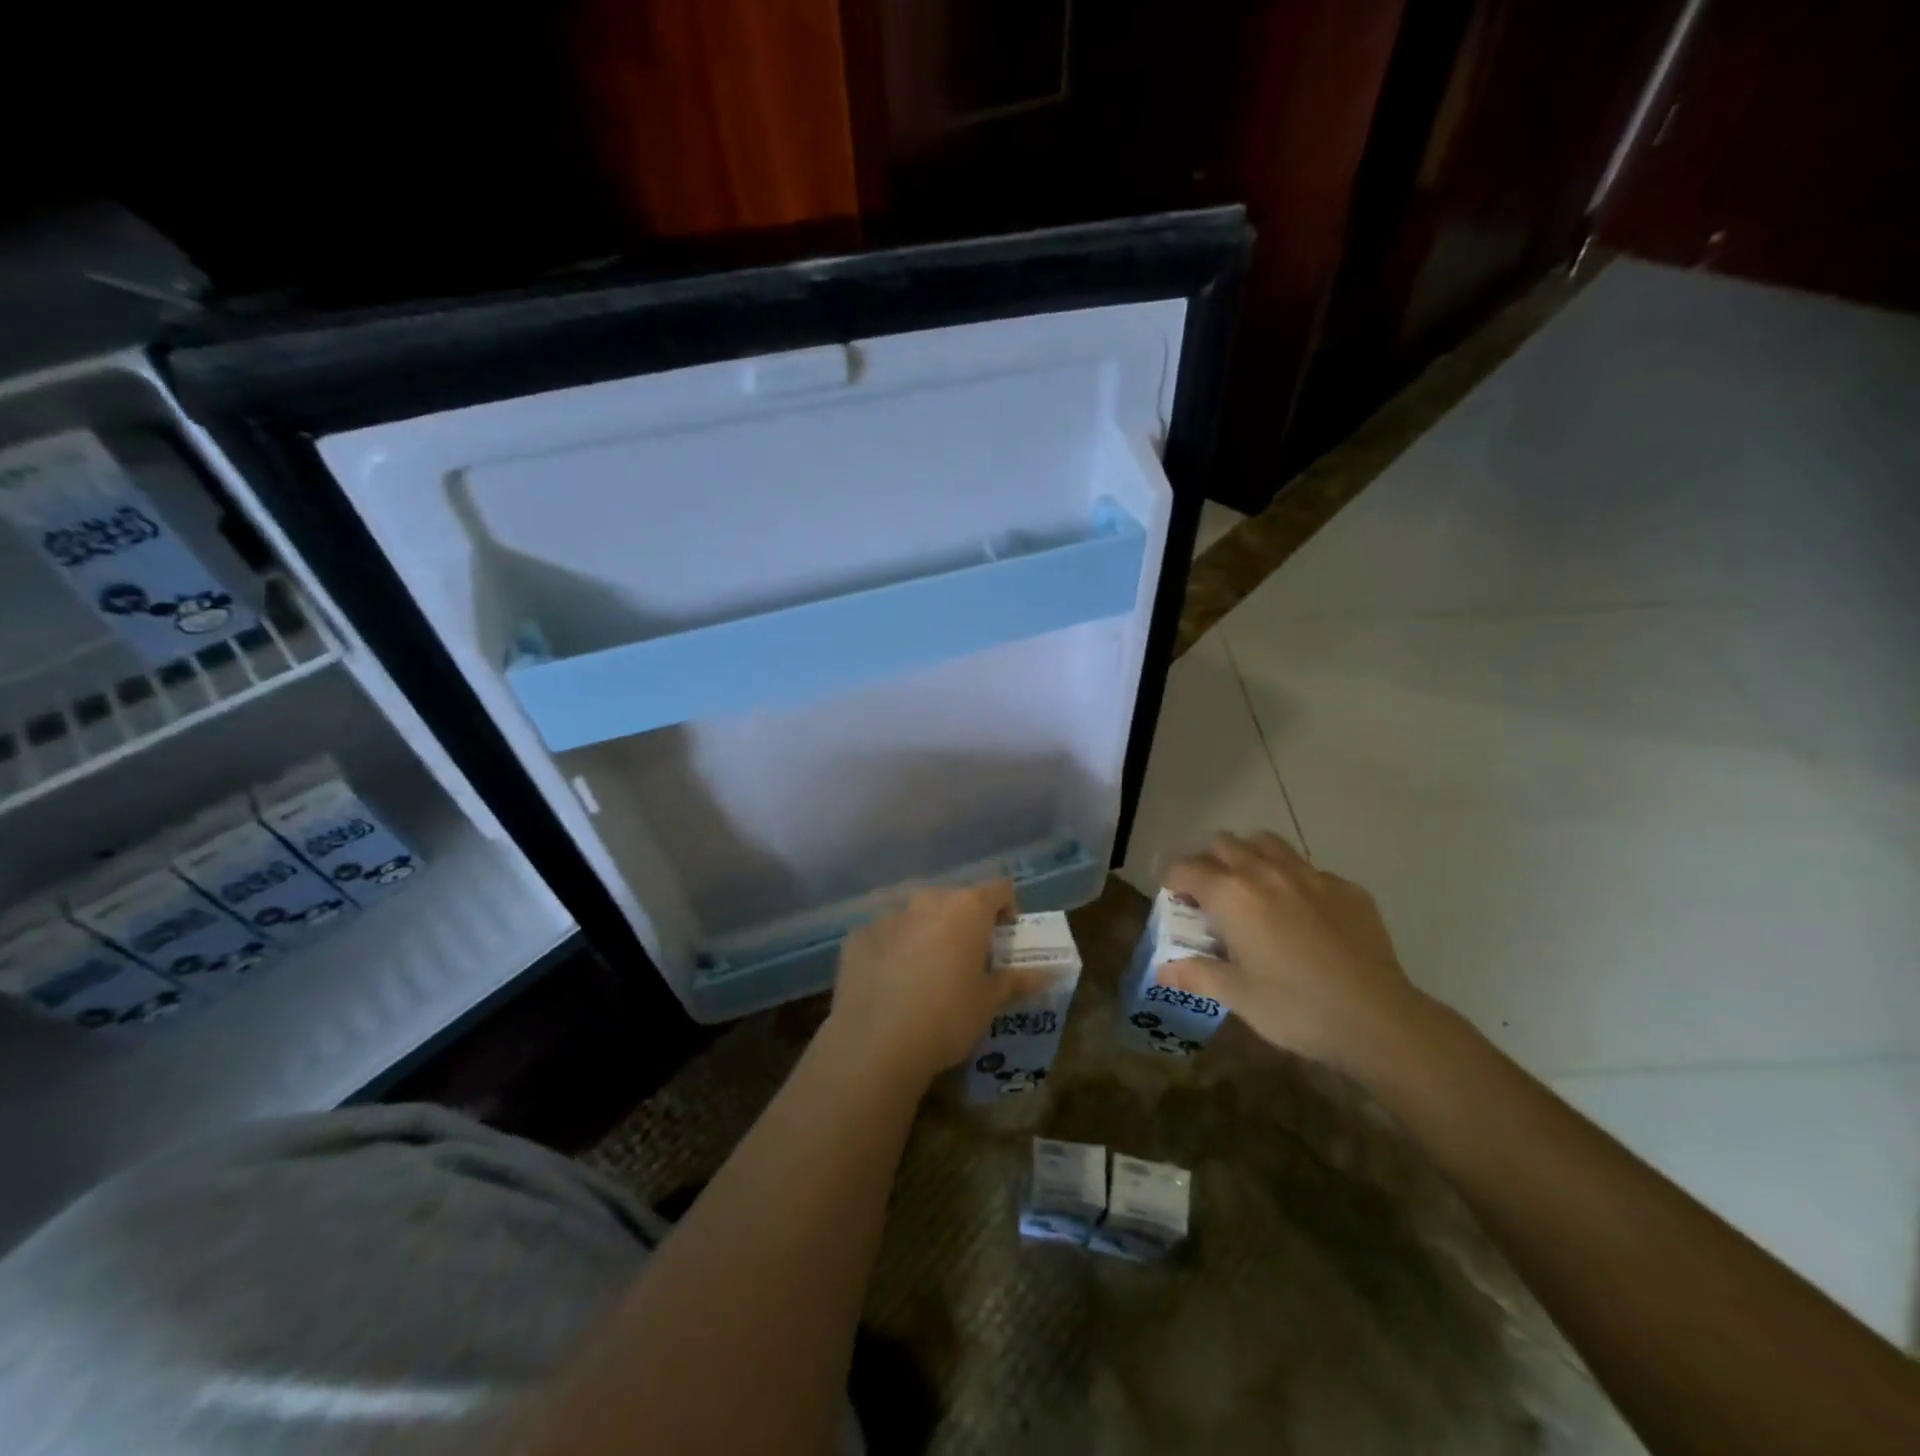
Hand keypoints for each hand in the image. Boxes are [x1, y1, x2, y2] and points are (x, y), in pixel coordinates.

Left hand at [825, 881, 1046, 1088]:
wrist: (876, 1042)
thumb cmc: (948, 1016)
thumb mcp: (989, 1002)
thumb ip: (1016, 981)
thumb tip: (1046, 975)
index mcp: (966, 908)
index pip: (998, 889)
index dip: (1007, 908)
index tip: (1006, 936)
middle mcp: (927, 900)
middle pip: (954, 900)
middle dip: (963, 923)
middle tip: (966, 959)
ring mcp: (888, 915)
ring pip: (915, 916)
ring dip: (925, 933)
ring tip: (924, 972)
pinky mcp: (857, 936)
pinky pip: (883, 935)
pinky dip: (891, 949)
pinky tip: (889, 983)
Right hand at [1161, 832, 1426, 1075]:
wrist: (1377, 1019)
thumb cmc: (1295, 1008)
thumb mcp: (1236, 996)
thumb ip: (1195, 974)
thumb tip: (1161, 970)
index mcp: (1231, 895)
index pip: (1186, 869)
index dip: (1174, 883)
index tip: (1177, 904)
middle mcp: (1266, 872)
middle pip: (1224, 844)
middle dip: (1210, 863)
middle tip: (1212, 898)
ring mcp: (1310, 875)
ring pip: (1267, 843)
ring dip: (1250, 857)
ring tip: (1253, 890)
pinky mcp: (1346, 888)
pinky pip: (1308, 868)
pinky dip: (1293, 880)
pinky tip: (1303, 915)